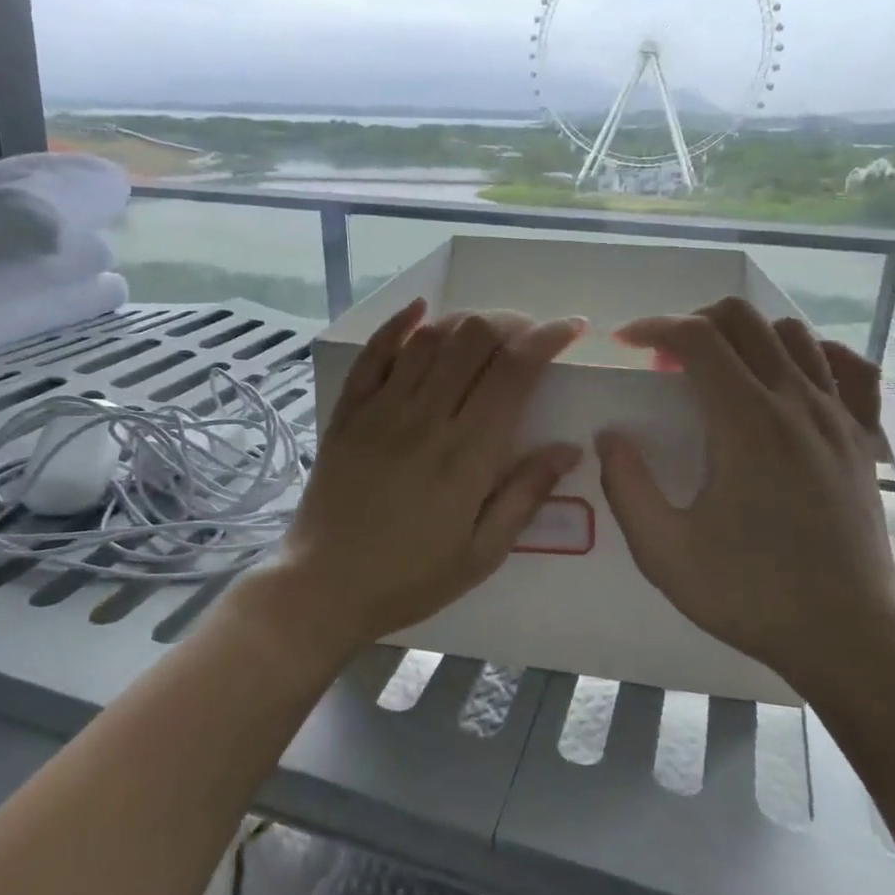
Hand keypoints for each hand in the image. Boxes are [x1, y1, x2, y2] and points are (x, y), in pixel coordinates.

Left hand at [244, 299, 582, 665]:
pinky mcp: (349, 409)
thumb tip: (569, 449)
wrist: (323, 585)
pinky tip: (421, 309)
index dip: (547, 338)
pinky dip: (399, 323)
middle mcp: (427, 417)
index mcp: (468, 453)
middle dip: (510, 323)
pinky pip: (374, 351)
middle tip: (527, 335)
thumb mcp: (481, 554)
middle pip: (474, 338)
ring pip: (430, 337)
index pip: (514, 371)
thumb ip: (525, 495)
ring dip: (465, 322)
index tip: (570, 328)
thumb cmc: (410, 577)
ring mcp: (382, 408)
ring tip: (485, 331)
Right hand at [595, 298, 894, 706]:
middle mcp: (796, 402)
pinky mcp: (862, 438)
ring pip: (793, 334)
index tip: (625, 343)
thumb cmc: (752, 593)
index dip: (653, 327)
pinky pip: (846, 367)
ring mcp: (838, 416)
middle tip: (667, 361)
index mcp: (746, 422)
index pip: (697, 337)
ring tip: (719, 371)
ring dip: (746, 336)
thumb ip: (626, 486)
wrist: (851, 636)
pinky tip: (788, 380)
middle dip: (694, 322)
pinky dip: (811, 355)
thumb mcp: (664, 552)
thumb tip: (610, 436)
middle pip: (744, 319)